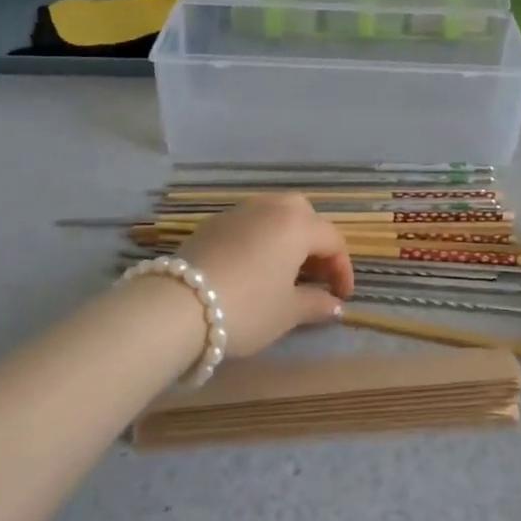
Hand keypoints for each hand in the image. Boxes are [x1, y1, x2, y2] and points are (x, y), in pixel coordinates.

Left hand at [175, 195, 354, 357]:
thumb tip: (335, 305)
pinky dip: (260, 239)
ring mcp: (239, 211)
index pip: (333, 240)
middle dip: (316, 243)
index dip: (342, 269)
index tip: (341, 298)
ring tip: (284, 270)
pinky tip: (253, 267)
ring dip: (287, 237)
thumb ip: (316, 304)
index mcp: (297, 224)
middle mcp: (271, 207)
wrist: (177, 306)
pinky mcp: (213, 222)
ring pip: (275, 214)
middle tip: (315, 275)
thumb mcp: (286, 313)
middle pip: (305, 215)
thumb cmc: (246, 308)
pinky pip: (249, 223)